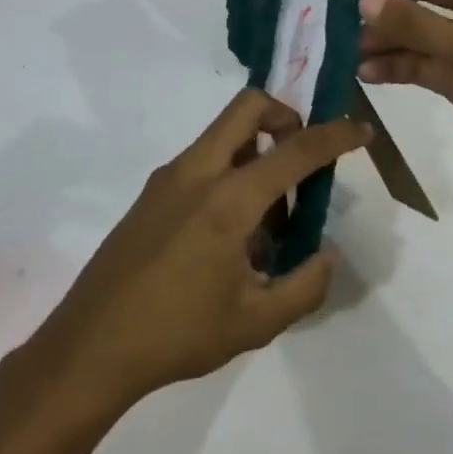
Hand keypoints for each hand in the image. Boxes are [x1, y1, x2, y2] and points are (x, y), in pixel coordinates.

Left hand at [34, 90, 370, 411]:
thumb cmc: (178, 334)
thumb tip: (327, 255)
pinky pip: (203, 160)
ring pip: (223, 134)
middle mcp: (197, 172)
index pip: (294, 149)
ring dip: (257, 150)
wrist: (91, 345)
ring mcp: (168, 178)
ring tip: (271, 219)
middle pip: (248, 107)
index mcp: (228, 200)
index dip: (335, 136)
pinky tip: (233, 234)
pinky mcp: (151, 193)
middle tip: (304, 157)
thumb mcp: (256, 323)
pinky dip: (230, 171)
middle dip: (286, 116)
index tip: (361, 131)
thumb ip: (305, 286)